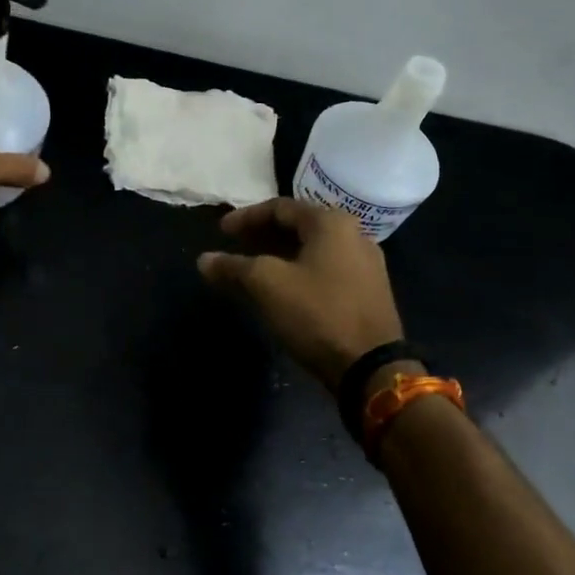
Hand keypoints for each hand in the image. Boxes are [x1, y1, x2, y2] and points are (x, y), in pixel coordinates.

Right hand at [197, 197, 403, 389]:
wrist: (371, 367)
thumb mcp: (266, 285)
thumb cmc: (316, 313)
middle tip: (235, 246)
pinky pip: (326, 269)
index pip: (280, 207)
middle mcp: (354, 235)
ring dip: (280, 254)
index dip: (246, 217)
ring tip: (253, 268)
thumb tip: (204, 260)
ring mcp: (366, 265)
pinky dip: (299, 271)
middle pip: (299, 226)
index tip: (220, 231)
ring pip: (313, 249)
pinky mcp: (368, 292)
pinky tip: (282, 288)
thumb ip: (233, 267)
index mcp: (331, 223)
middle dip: (263, 235)